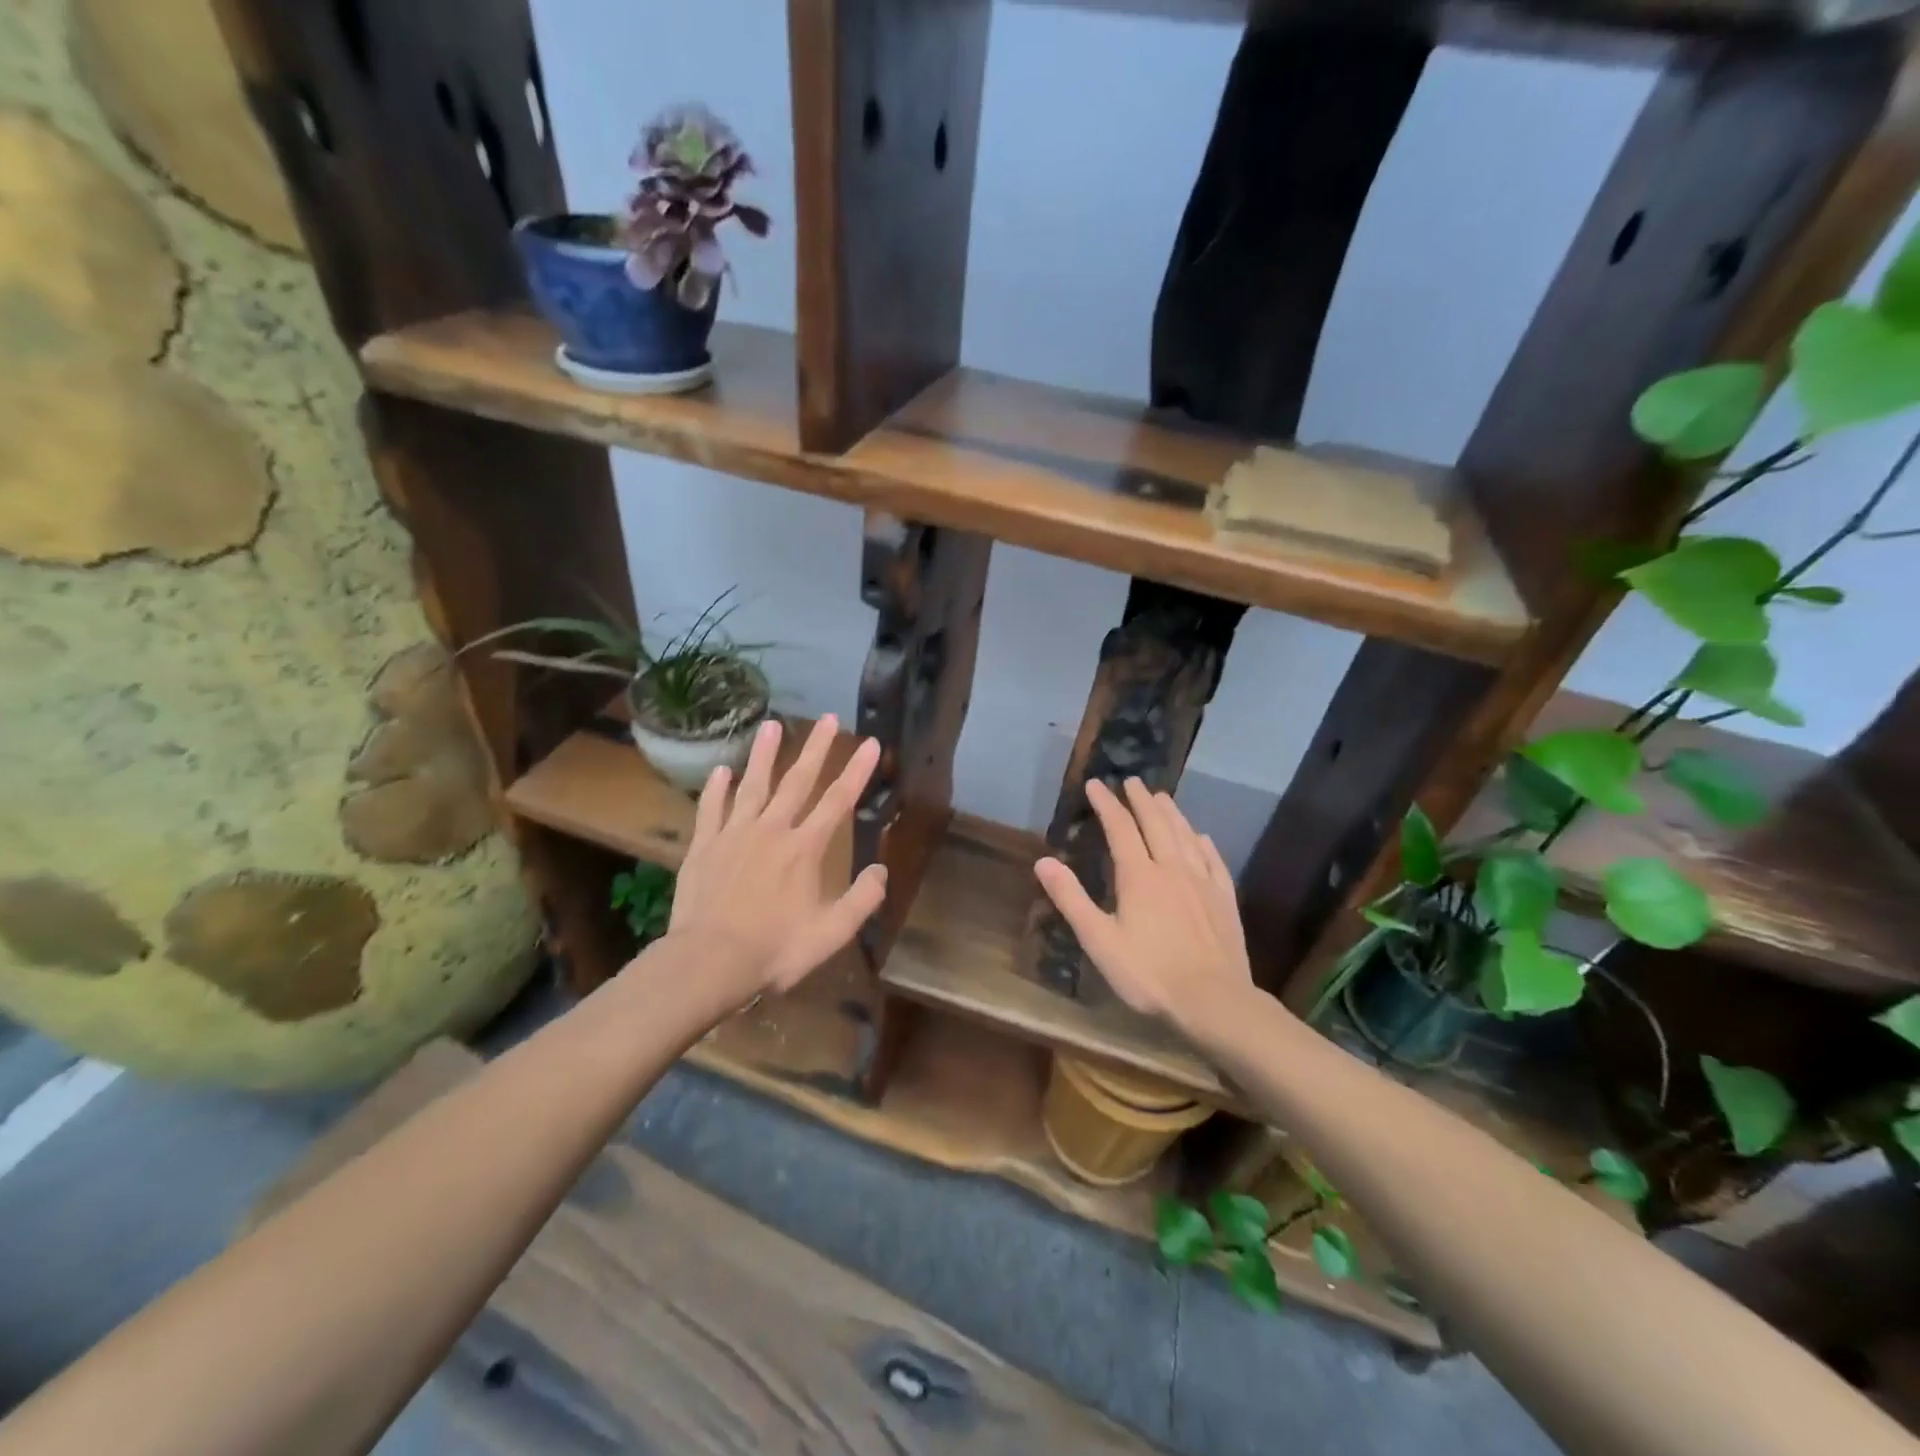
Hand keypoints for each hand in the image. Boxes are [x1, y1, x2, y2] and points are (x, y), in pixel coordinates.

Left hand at [665, 716, 886, 1002]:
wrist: (709, 962)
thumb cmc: (774, 950)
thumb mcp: (831, 934)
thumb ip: (861, 900)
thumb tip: (881, 870)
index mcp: (805, 849)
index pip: (838, 801)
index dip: (857, 771)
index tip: (870, 742)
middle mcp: (771, 831)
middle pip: (797, 781)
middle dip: (816, 748)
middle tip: (826, 718)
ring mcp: (734, 835)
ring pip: (752, 785)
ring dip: (764, 754)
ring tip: (771, 724)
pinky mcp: (704, 847)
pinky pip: (711, 810)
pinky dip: (716, 789)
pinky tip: (721, 770)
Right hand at [1033, 778, 1253, 1034]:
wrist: (1213, 1000)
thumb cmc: (1149, 973)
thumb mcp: (1099, 940)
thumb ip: (1071, 899)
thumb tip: (1043, 861)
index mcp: (1139, 876)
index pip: (1120, 829)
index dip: (1107, 804)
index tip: (1096, 785)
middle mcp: (1172, 869)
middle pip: (1156, 824)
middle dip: (1141, 800)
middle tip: (1133, 781)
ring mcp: (1202, 882)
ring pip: (1185, 836)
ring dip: (1172, 813)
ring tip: (1163, 797)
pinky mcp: (1224, 899)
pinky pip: (1213, 860)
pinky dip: (1203, 842)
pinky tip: (1201, 837)